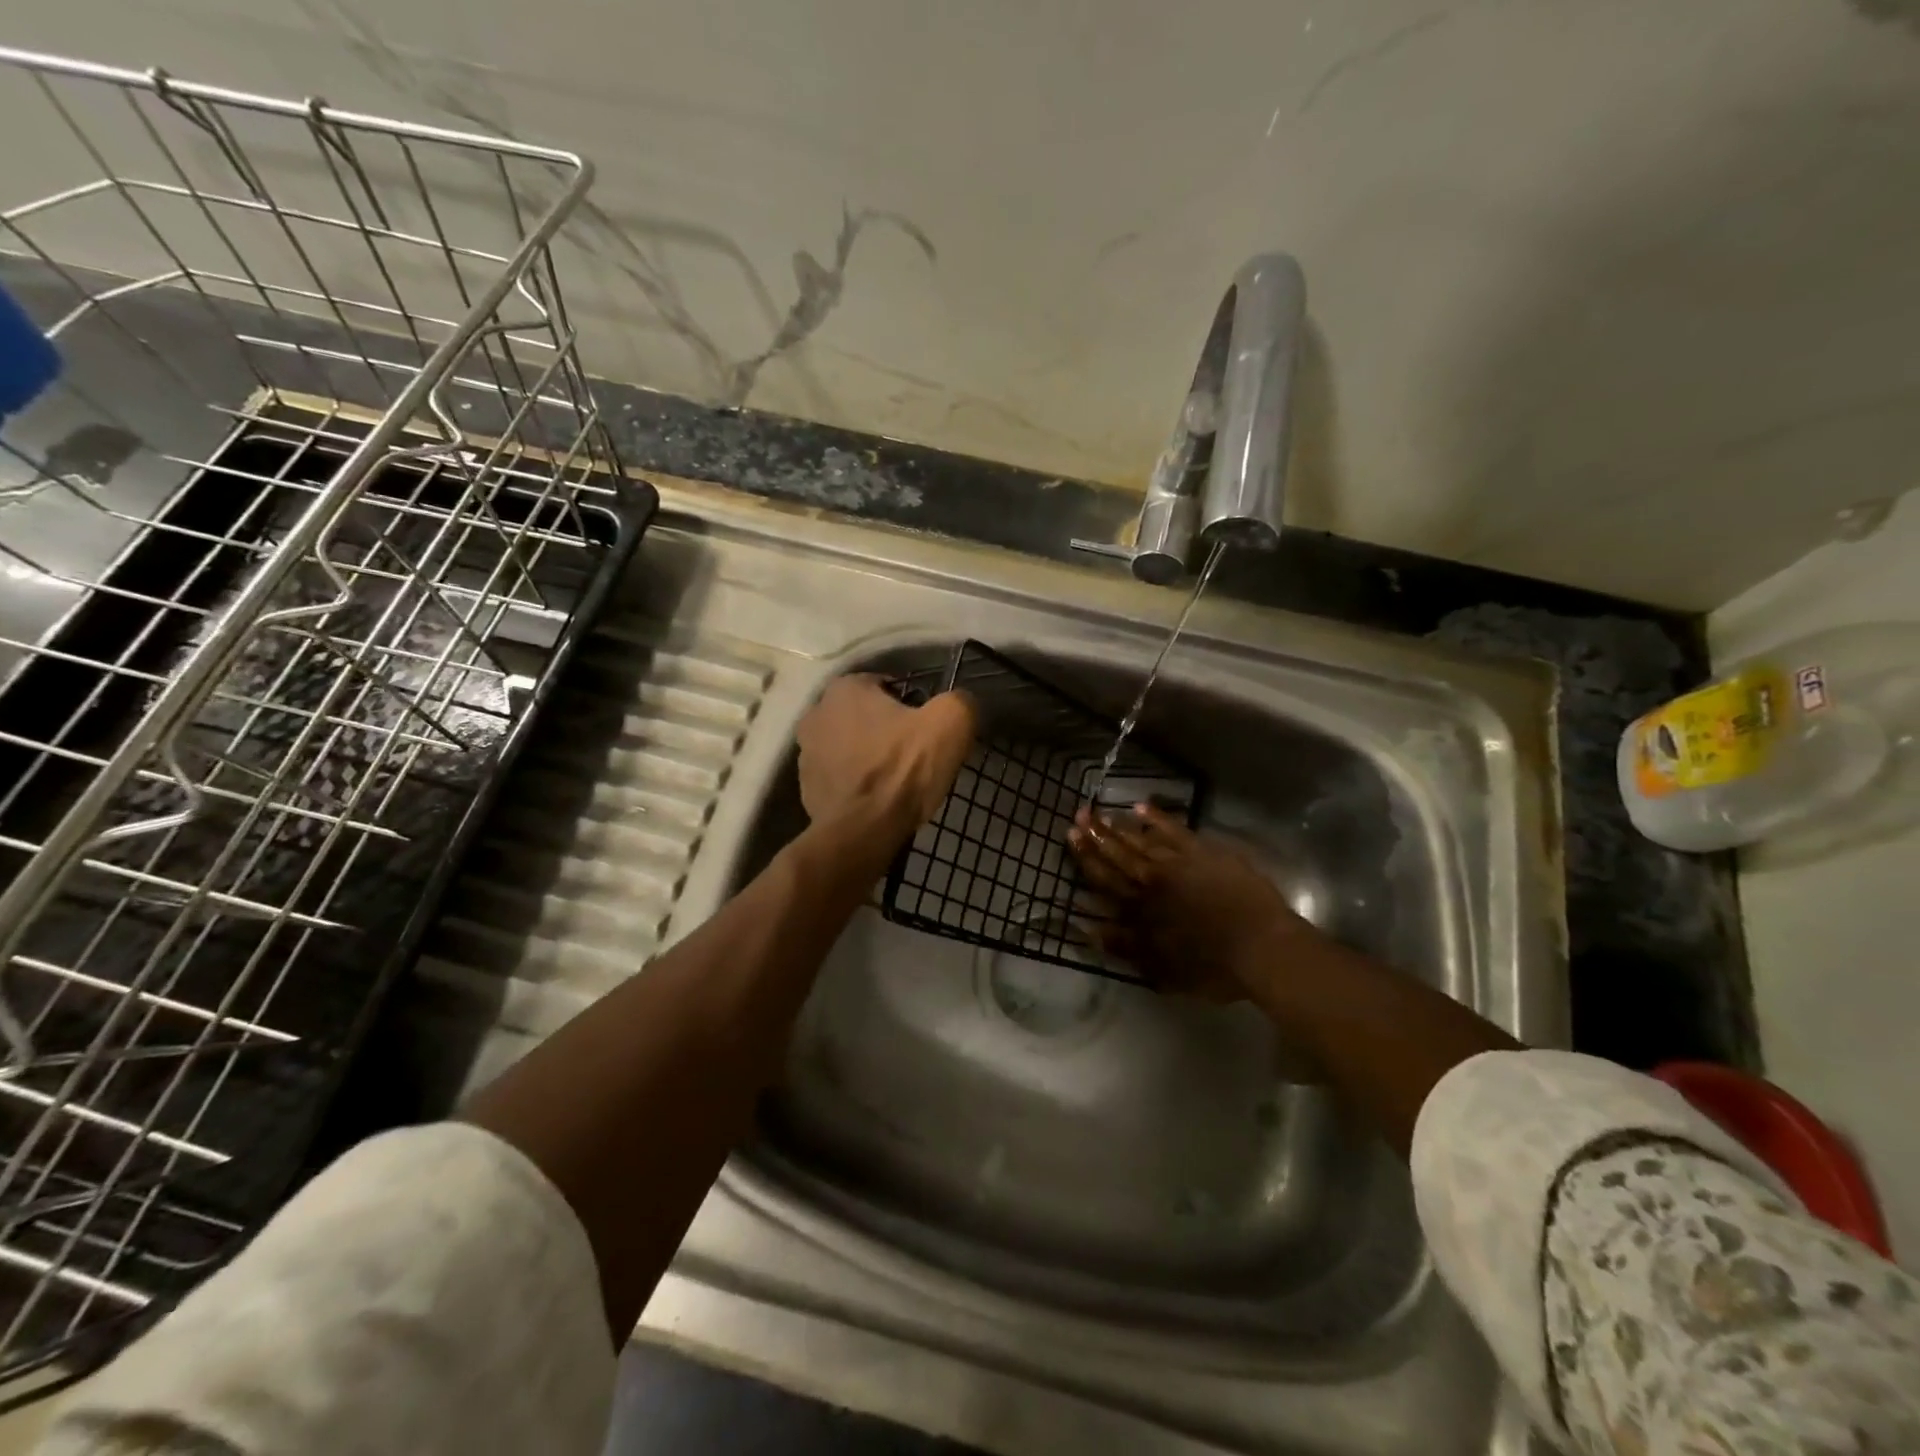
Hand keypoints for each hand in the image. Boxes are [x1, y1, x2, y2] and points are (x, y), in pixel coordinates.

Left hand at [796, 674, 975, 834]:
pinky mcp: (806, 788)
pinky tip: (878, 799)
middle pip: (865, 715)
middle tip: (915, 753)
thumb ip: (959, 702)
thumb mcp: (950, 724)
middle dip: (887, 729)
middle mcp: (816, 713)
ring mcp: (805, 753)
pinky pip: (840, 776)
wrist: (862, 832)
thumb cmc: (903, 769)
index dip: (912, 705)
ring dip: (870, 756)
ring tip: (897, 780)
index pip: (886, 685)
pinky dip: (857, 783)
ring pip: (850, 745)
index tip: (927, 728)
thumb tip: (959, 703)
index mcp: (844, 688)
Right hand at [1068, 803, 1317, 999]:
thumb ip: (1125, 947)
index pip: (1106, 879)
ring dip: (1120, 826)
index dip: (1086, 857)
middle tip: (1080, 814)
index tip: (1071, 836)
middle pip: (1119, 854)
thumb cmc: (1213, 967)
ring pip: (1142, 840)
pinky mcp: (1204, 853)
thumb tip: (1089, 929)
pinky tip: (1142, 807)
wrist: (1261, 947)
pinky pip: (1175, 830)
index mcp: (1141, 909)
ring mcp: (1179, 863)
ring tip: (1101, 811)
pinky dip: (1158, 818)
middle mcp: (1154, 881)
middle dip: (1097, 835)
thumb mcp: (1163, 970)